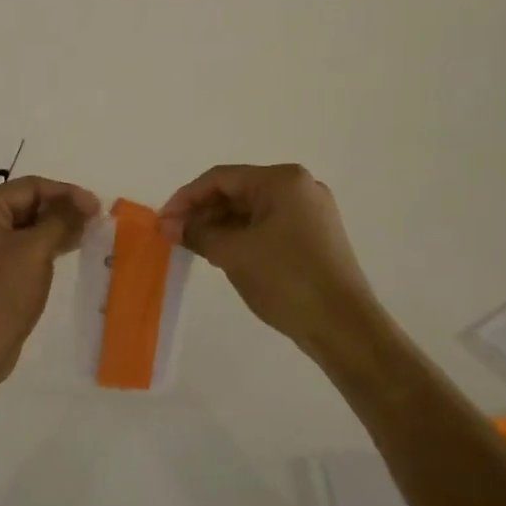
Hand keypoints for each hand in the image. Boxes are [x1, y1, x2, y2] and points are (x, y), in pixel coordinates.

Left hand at [0, 177, 99, 387]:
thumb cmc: (1, 292)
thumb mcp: (36, 250)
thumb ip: (62, 220)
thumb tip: (84, 203)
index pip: (30, 187)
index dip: (67, 193)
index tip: (98, 207)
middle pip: (25, 204)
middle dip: (61, 211)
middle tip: (95, 222)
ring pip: (22, 227)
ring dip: (53, 229)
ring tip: (86, 236)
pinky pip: (16, 247)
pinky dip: (40, 247)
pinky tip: (64, 253)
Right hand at [158, 164, 380, 355]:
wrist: (344, 326)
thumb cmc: (286, 279)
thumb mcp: (233, 253)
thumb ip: (197, 233)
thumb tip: (168, 226)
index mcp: (282, 180)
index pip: (221, 178)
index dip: (186, 198)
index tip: (162, 222)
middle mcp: (299, 187)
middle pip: (237, 191)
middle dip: (202, 212)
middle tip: (173, 236)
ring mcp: (310, 212)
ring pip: (251, 211)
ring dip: (220, 226)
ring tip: (192, 247)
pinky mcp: (313, 236)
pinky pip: (267, 226)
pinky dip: (241, 236)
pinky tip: (221, 253)